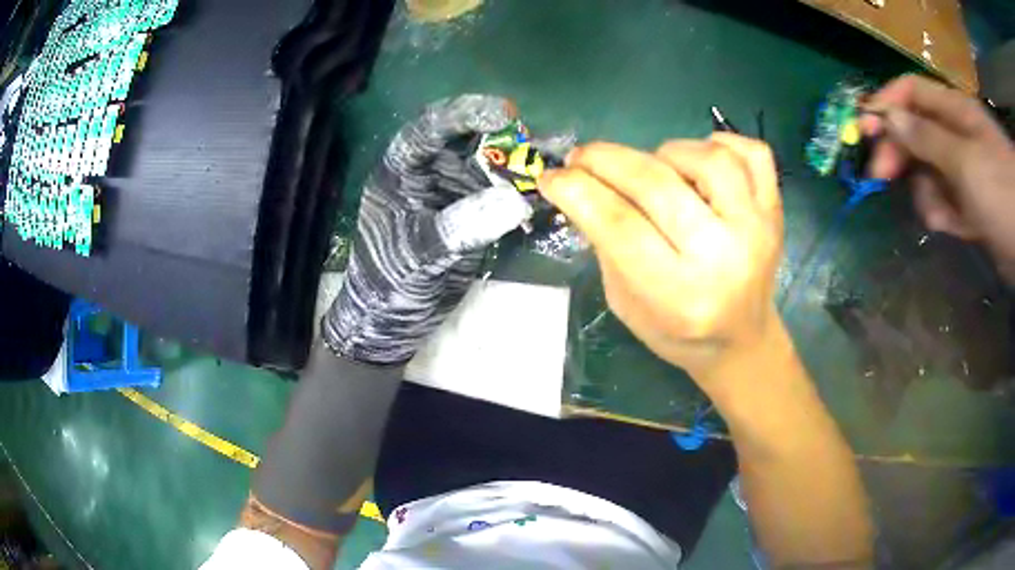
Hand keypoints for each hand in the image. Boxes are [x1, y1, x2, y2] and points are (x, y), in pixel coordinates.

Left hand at [323, 95, 532, 363]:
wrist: (392, 320)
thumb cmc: (388, 282)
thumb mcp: (417, 253)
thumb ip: (459, 226)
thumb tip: (514, 201)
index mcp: (403, 171)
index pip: (430, 129)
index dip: (465, 114)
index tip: (506, 113)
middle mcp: (431, 173)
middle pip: (470, 142)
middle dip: (506, 138)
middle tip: (543, 141)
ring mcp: (455, 194)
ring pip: (492, 167)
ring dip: (524, 163)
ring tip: (561, 158)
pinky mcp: (474, 216)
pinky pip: (503, 197)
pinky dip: (528, 194)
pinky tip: (554, 191)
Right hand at [538, 134, 783, 384]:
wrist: (742, 340)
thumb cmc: (678, 332)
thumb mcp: (626, 303)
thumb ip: (606, 244)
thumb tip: (582, 184)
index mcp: (679, 295)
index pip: (619, 225)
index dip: (576, 190)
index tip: (552, 176)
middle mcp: (723, 258)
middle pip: (656, 184)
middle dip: (605, 159)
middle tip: (581, 157)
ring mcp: (757, 230)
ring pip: (707, 158)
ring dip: (665, 152)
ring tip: (653, 169)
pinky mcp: (775, 212)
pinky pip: (752, 153)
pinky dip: (720, 143)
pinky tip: (700, 163)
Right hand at [861, 74, 1014, 281]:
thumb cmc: (1001, 191)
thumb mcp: (965, 160)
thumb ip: (927, 137)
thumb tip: (889, 118)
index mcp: (954, 113)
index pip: (911, 92)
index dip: (886, 105)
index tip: (864, 129)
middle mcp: (956, 136)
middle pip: (916, 132)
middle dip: (898, 152)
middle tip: (879, 178)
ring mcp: (965, 173)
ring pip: (930, 173)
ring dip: (926, 192)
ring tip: (937, 214)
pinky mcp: (971, 205)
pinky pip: (947, 203)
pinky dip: (943, 214)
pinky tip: (950, 225)